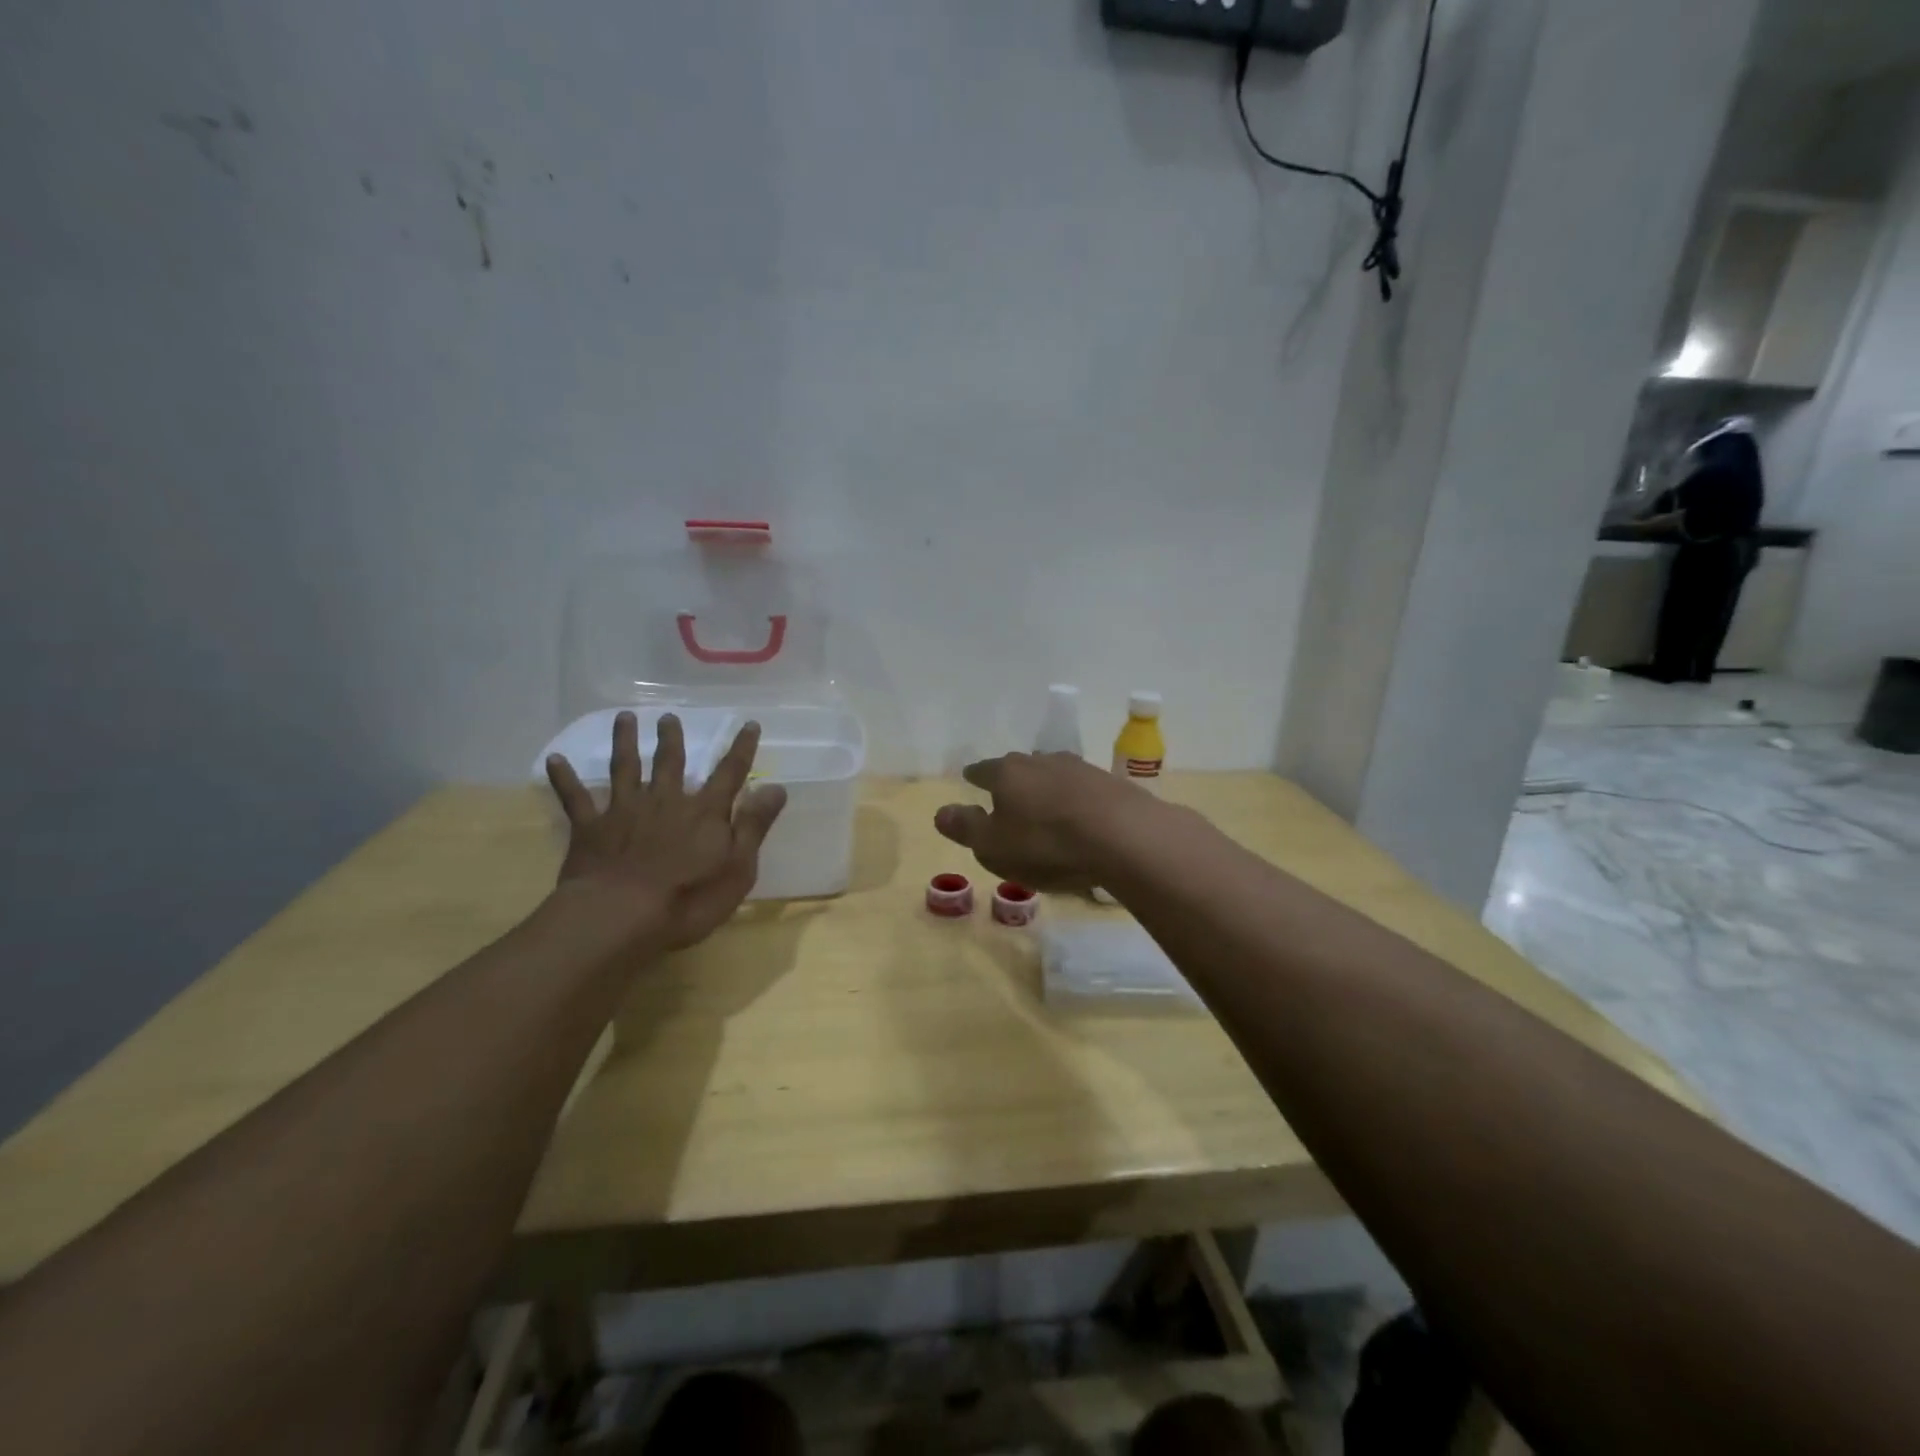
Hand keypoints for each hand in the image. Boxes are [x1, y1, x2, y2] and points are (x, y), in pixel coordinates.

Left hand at [544, 711, 787, 951]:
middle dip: (672, 739)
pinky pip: (576, 798)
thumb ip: (754, 826)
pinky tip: (555, 759)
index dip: (741, 749)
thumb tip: (776, 787)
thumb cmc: (688, 899)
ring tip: (624, 719)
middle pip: (671, 763)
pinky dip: (565, 778)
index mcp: (704, 813)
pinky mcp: (591, 829)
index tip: (749, 724)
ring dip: (625, 742)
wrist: (619, 917)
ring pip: (625, 768)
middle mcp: (665, 801)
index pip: (729, 773)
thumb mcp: (738, 868)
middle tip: (668, 717)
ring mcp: (625, 811)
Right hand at [933, 752, 1136, 892]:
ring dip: (1046, 789)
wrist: (1125, 836)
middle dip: (1012, 781)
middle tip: (1007, 797)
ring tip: (1044, 808)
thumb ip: (966, 828)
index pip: (983, 770)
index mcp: (1007, 773)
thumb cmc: (1047, 844)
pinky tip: (1079, 817)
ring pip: (1052, 775)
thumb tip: (941, 812)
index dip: (974, 776)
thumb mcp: (994, 846)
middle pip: (1019, 768)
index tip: (970, 777)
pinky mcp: (1110, 783)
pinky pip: (1082, 790)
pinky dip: (1075, 801)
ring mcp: (1079, 768)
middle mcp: (1041, 761)